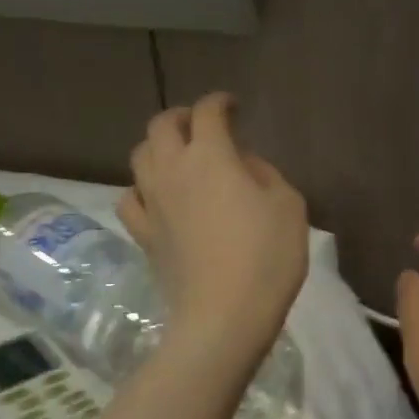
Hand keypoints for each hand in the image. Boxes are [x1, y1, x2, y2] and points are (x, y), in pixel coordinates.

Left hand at [118, 93, 307, 351]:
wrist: (224, 316)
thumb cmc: (266, 257)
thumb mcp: (288, 206)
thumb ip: (265, 174)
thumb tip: (244, 165)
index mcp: (211, 156)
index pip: (207, 112)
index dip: (220, 102)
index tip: (233, 107)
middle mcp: (173, 169)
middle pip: (162, 126)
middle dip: (182, 117)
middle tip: (202, 125)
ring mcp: (151, 202)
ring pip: (140, 156)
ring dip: (158, 147)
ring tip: (178, 156)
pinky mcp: (143, 234)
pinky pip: (130, 198)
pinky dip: (142, 188)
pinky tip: (156, 197)